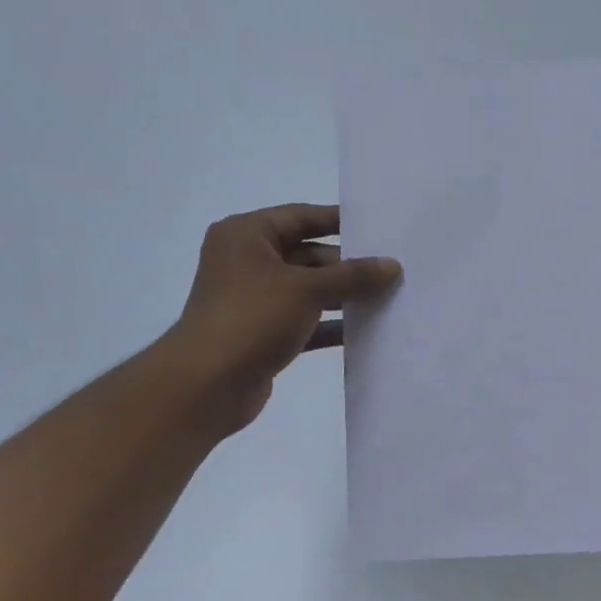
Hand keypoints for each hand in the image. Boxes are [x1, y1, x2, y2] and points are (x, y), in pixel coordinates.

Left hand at [167, 203, 400, 432]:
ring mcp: (255, 300)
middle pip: (307, 255)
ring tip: (387, 299)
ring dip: (343, 296)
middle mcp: (247, 262)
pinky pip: (305, 321)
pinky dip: (330, 325)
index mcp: (246, 235)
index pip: (300, 217)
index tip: (378, 227)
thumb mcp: (306, 289)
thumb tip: (392, 265)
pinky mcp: (264, 334)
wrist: (208, 383)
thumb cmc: (252, 318)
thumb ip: (352, 276)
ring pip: (308, 291)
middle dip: (347, 266)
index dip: (339, 221)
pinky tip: (364, 331)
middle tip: (392, 271)